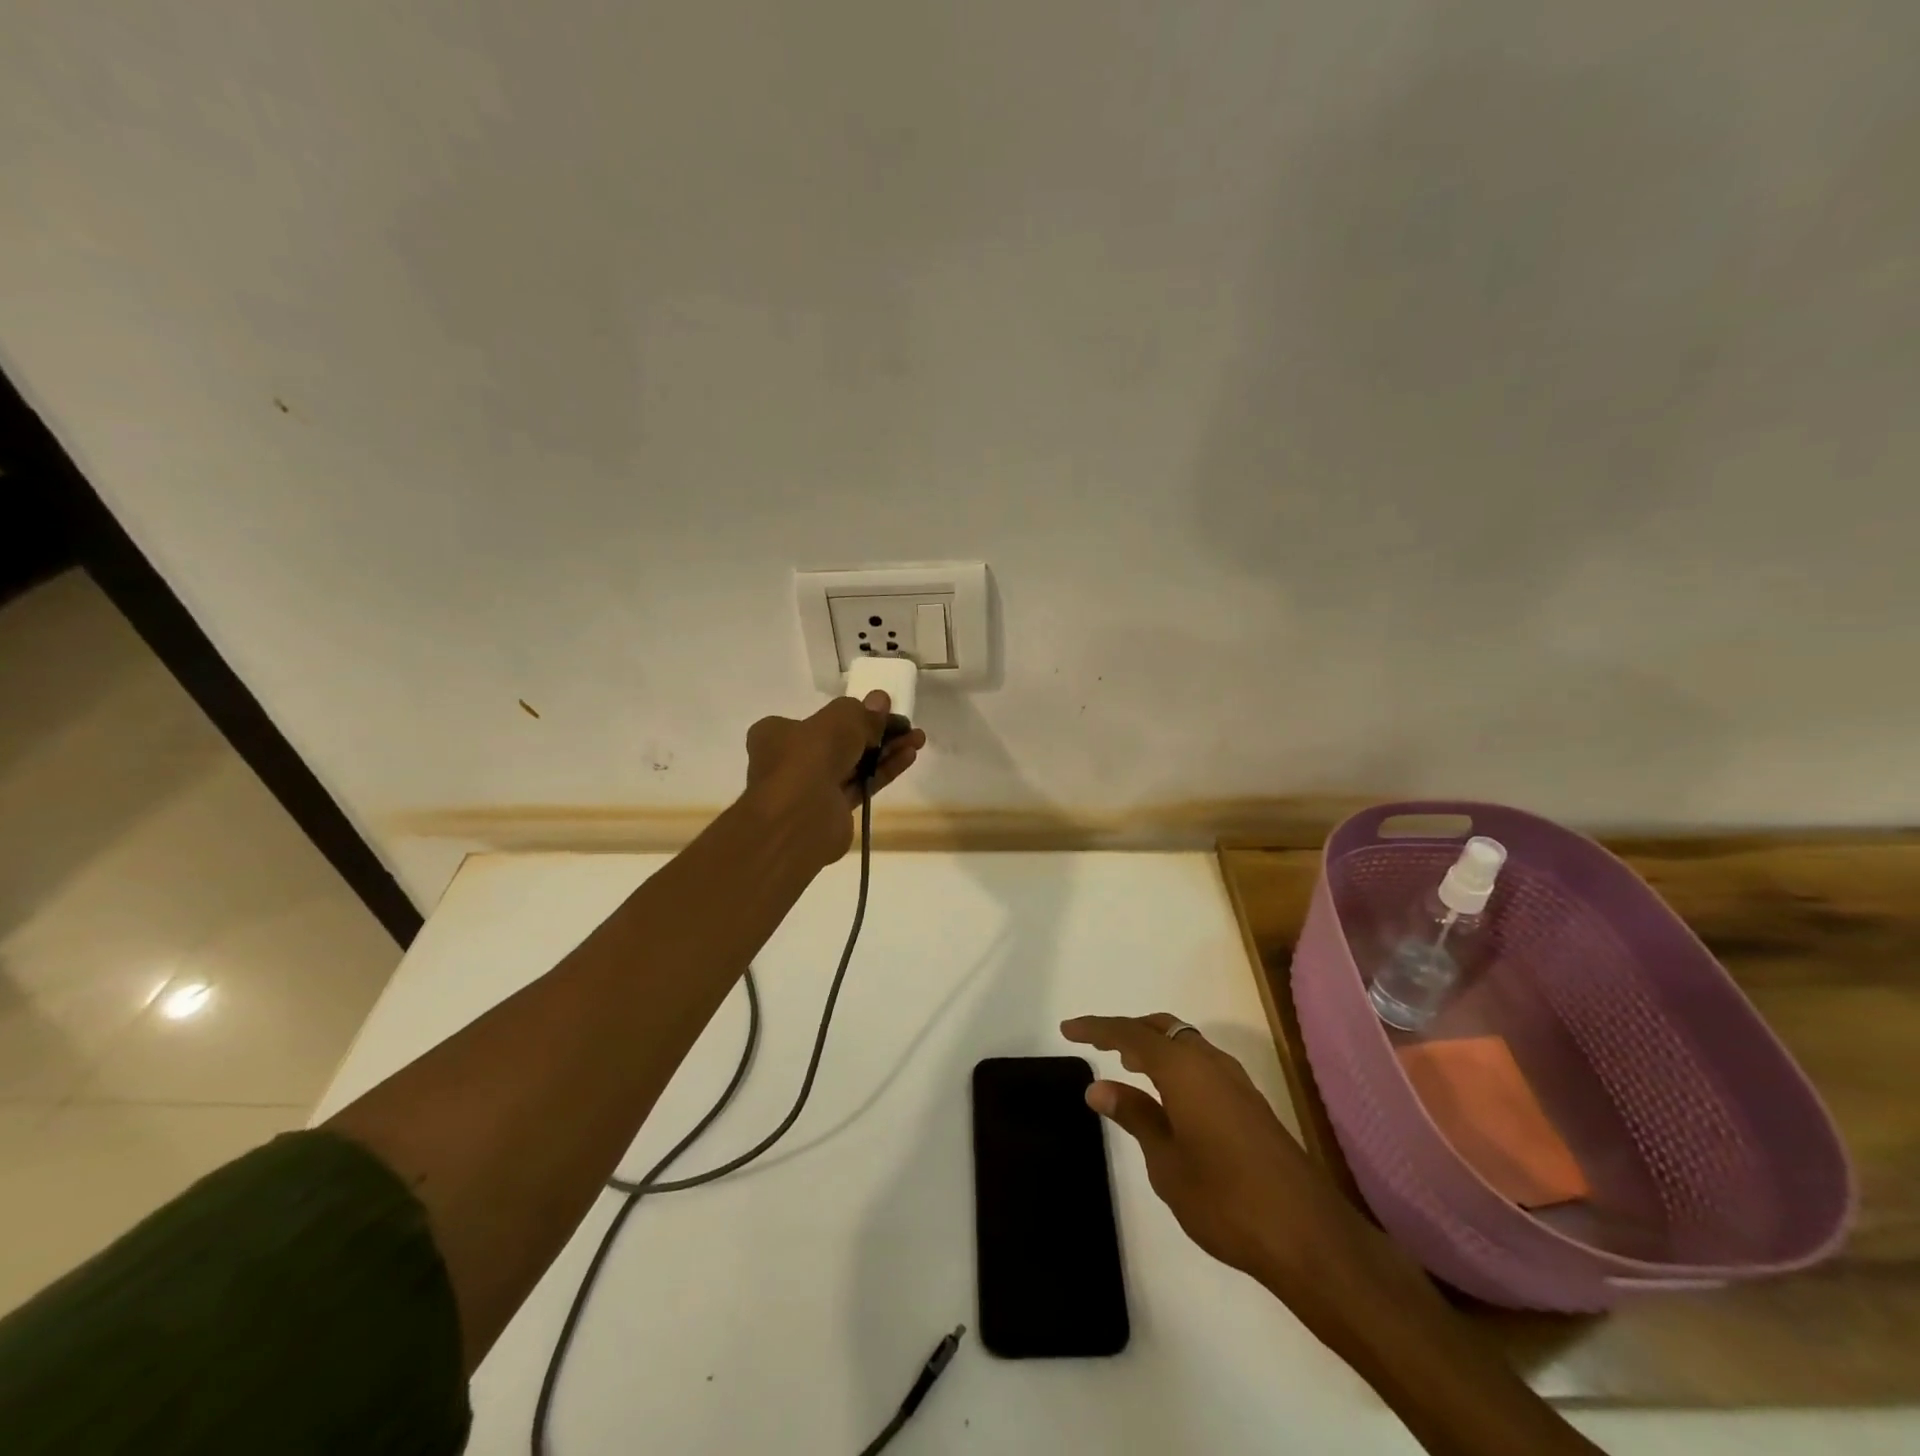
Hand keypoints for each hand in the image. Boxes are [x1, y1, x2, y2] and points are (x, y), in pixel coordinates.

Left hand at [743, 692, 925, 866]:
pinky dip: (883, 771)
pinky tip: (908, 757)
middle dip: (875, 732)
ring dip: (885, 750)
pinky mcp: (832, 812)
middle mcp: (790, 760)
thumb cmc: (809, 758)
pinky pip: (861, 784)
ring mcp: (811, 788)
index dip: (852, 714)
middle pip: (840, 741)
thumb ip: (862, 712)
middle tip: (906, 725)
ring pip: (853, 763)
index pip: (818, 719)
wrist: (798, 820)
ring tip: (917, 739)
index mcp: (777, 734)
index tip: (882, 711)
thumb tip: (880, 700)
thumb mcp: (839, 721)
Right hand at [1061, 1012, 1369, 1299]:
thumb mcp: (1166, 1161)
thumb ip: (1135, 1116)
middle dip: (1129, 1031)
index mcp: (1184, 1068)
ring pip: (1186, 1045)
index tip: (1067, 1029)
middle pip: (1162, 1029)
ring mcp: (1236, 1081)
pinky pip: (1202, 1065)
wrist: (1307, 1236)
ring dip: (1155, 1048)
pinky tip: (1169, 1096)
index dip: (1096, 1029)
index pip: (1130, 1034)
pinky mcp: (1251, 1104)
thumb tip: (1099, 1087)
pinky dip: (1177, 1066)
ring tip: (1128, 1066)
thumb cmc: (1224, 1198)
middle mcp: (1210, 1062)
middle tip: (1098, 1045)